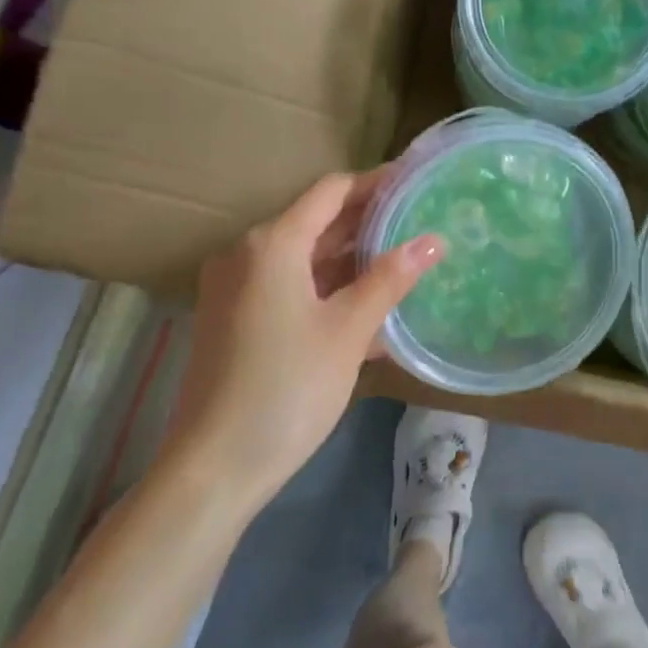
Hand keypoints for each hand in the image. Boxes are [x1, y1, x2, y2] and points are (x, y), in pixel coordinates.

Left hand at [172, 170, 442, 501]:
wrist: (215, 466)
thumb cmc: (287, 388)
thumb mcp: (348, 331)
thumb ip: (390, 279)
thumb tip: (433, 240)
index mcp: (271, 244)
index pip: (331, 192)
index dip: (376, 184)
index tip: (416, 182)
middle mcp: (247, 254)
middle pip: (315, 222)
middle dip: (367, 223)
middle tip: (420, 221)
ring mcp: (236, 288)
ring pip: (303, 258)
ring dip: (350, 260)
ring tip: (404, 260)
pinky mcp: (235, 319)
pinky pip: (289, 287)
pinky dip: (326, 290)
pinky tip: (368, 306)